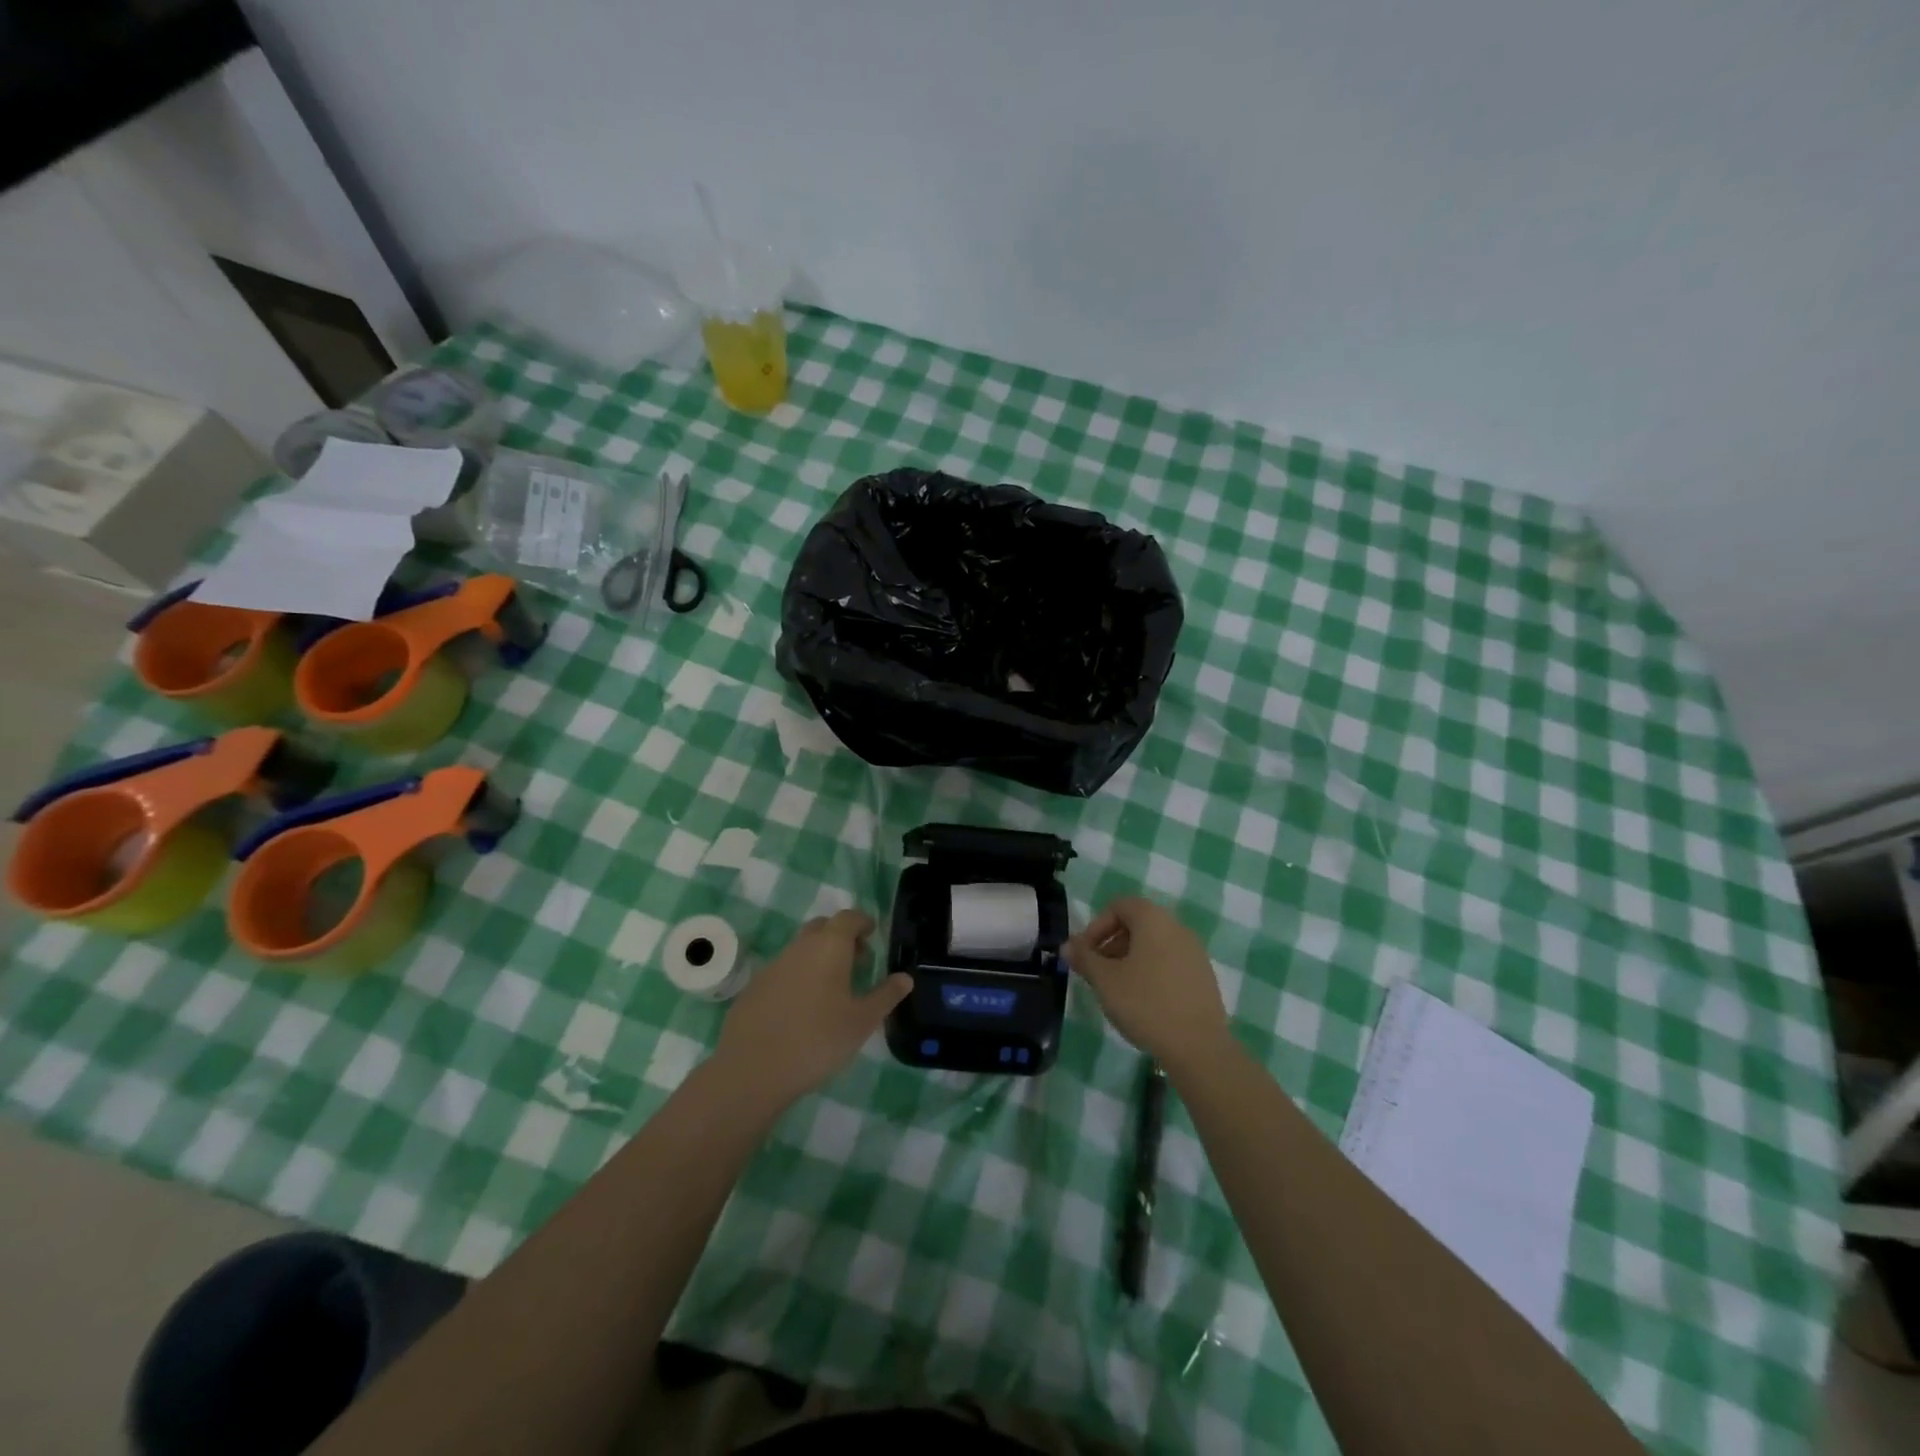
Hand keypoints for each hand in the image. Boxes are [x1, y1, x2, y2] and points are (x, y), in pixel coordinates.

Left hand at [712, 910, 911, 1112]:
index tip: (872, 935)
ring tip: (833, 988)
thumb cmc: (817, 1040)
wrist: (752, 1069)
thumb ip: (886, 996)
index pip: (848, 918)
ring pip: (801, 949)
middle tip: (857, 961)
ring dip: (819, 957)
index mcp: (829, 946)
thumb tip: (905, 978)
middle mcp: (799, 947)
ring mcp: (773, 966)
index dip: (862, 922)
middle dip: (841, 937)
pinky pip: (783, 971)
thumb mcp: (862, 1021)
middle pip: (823, 928)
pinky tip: (803, 1008)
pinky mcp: (754, 988)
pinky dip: (798, 977)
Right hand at [1065, 896, 1229, 1071]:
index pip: (1119, 906)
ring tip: (1117, 990)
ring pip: (1153, 945)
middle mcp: (1177, 928)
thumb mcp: (1104, 980)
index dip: (1096, 926)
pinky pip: (1170, 963)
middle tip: (1096, 972)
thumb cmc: (1145, 1003)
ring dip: (1129, 959)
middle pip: (1137, 924)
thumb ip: (1084, 958)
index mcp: (1153, 919)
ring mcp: (1194, 953)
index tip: (1085, 954)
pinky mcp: (1203, 977)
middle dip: (1111, 944)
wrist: (1198, 1047)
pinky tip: (1143, 1002)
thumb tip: (1067, 946)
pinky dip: (1151, 972)